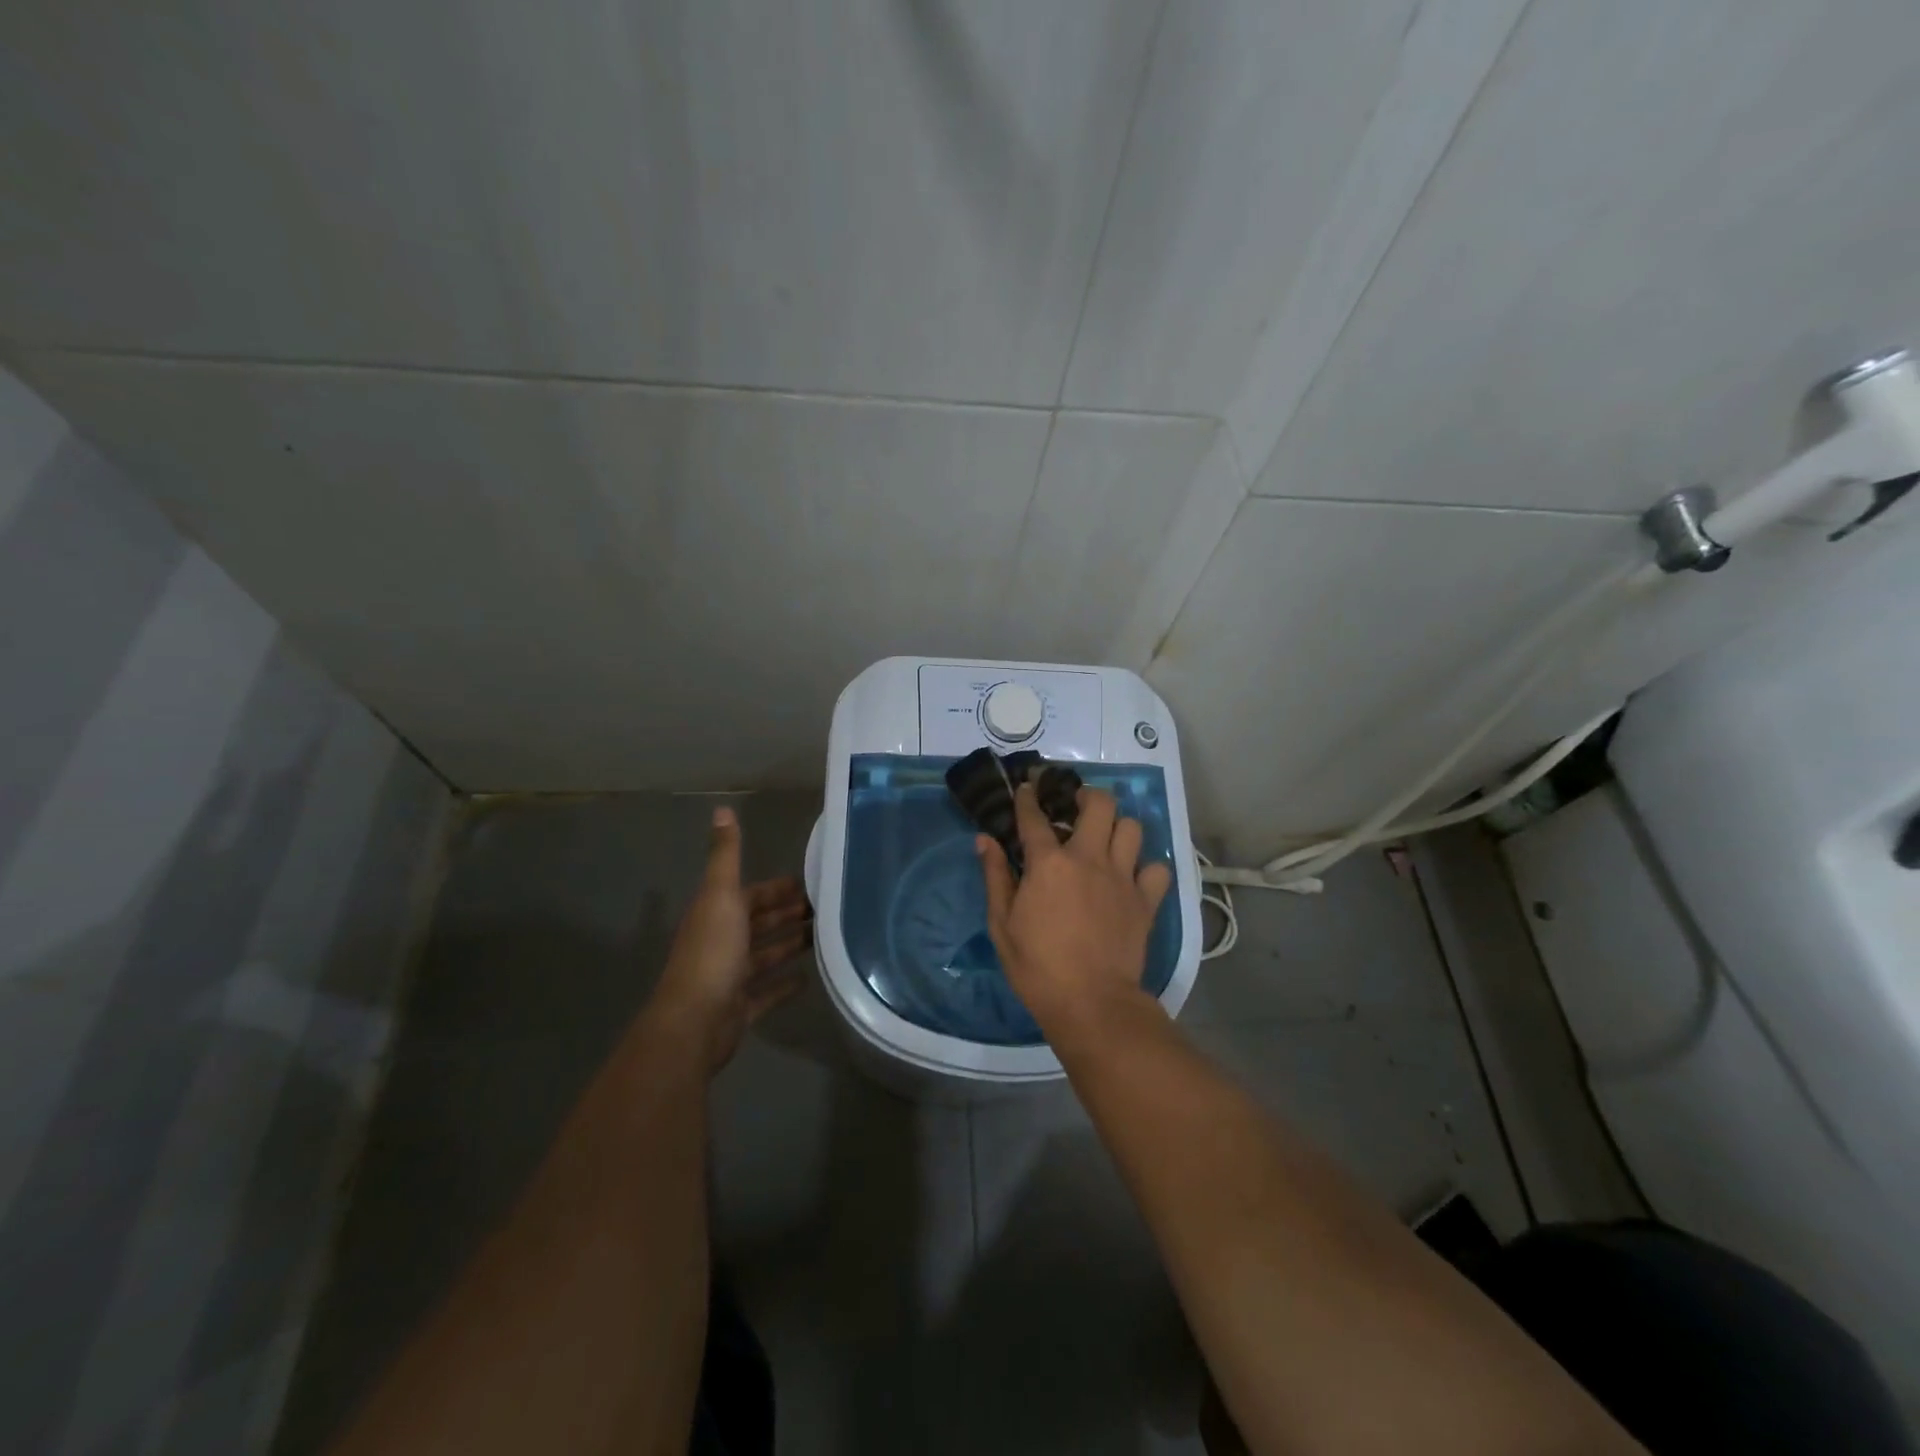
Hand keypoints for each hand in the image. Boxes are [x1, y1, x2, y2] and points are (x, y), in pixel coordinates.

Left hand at [649, 806, 813, 1072]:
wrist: (694, 1021)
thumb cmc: (711, 952)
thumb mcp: (721, 894)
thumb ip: (726, 854)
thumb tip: (722, 809)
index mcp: (717, 914)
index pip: (751, 894)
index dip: (777, 888)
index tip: (810, 882)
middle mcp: (722, 942)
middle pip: (759, 923)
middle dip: (787, 914)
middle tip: (826, 909)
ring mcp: (730, 977)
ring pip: (764, 956)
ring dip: (788, 945)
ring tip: (824, 937)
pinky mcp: (739, 1008)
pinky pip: (766, 993)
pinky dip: (784, 985)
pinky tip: (808, 979)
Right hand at [977, 783, 1171, 1036]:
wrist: (1092, 1003)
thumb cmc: (1037, 966)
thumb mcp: (1002, 924)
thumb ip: (995, 876)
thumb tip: (984, 840)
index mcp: (1049, 863)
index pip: (1034, 816)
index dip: (1028, 797)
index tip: (1026, 787)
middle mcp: (1089, 858)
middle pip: (1099, 804)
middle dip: (1086, 796)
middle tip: (1075, 806)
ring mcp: (1122, 877)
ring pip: (1132, 828)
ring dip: (1117, 827)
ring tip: (1106, 838)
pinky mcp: (1146, 900)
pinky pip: (1157, 868)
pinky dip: (1146, 867)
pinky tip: (1133, 876)